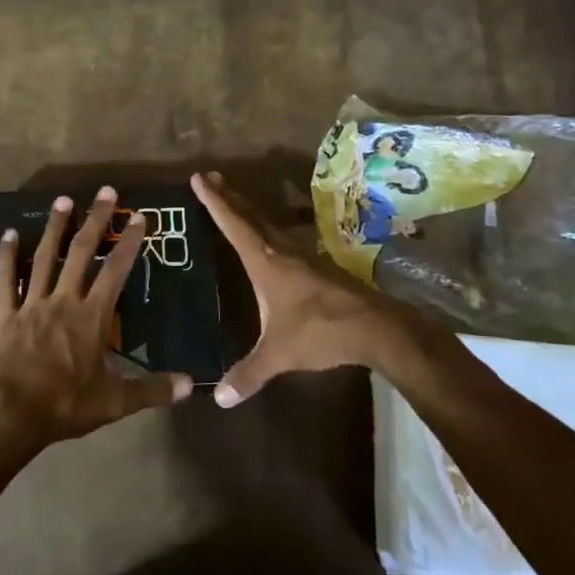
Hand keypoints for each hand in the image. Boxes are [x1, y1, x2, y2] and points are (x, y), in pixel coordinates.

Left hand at [0, 187, 190, 459]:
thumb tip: (191, 385)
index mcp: (92, 317)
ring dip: (55, 227)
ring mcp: (32, 304)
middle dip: (95, 221)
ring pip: (45, 257)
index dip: (129, 243)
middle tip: (105, 192)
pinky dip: (7, 256)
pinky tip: (8, 234)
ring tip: (63, 200)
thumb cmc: (66, 405)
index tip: (138, 217)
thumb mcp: (116, 402)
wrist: (12, 414)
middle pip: (82, 253)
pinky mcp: (7, 314)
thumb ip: (153, 390)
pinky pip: (6, 280)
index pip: (116, 271)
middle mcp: (63, 300)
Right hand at [192, 170, 432, 405]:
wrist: (376, 327)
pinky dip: (267, 230)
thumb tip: (218, 399)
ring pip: (269, 225)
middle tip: (211, 175)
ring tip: (234, 200)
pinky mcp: (318, 267)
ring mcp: (303, 257)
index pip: (234, 225)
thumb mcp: (279, 354)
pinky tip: (270, 239)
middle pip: (250, 216)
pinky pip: (284, 238)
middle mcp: (282, 252)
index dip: (214, 202)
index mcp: (266, 263)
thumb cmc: (321, 332)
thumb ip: (249, 373)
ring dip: (248, 210)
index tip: (198, 178)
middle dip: (228, 196)